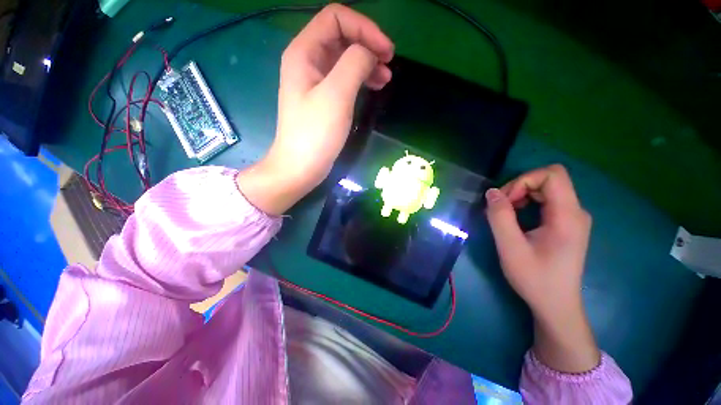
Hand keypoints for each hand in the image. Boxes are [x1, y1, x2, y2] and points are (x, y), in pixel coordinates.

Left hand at [237, 5, 393, 214]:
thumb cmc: (315, 134)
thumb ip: (354, 64)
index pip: (336, 19)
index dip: (364, 28)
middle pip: (341, 37)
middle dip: (367, 44)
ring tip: (386, 77)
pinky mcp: (323, 99)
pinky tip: (375, 86)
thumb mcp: (336, 95)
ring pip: (345, 59)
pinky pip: (344, 78)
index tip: (386, 51)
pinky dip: (361, 79)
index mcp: (304, 52)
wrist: (301, 167)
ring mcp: (315, 81)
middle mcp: (307, 61)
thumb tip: (370, 54)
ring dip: (367, 62)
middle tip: (389, 63)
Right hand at [485, 164, 599, 372]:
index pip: (552, 174)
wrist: (556, 305)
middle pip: (549, 179)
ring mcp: (573, 218)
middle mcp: (576, 212)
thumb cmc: (535, 279)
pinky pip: (547, 200)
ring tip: (506, 213)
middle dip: (520, 187)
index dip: (523, 180)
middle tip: (501, 207)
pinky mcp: (567, 224)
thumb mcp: (510, 248)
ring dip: (522, 194)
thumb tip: (492, 192)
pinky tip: (517, 217)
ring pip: (547, 188)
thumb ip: (500, 217)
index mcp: (568, 216)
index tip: (505, 201)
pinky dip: (528, 202)